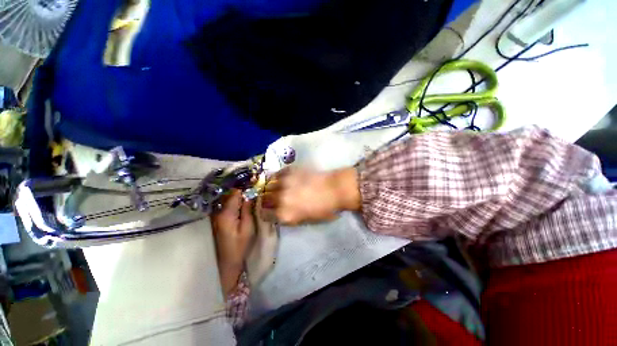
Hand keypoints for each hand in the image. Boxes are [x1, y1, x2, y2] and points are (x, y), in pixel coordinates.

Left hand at [211, 189, 254, 297]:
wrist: (226, 262)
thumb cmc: (239, 246)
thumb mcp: (248, 228)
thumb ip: (249, 209)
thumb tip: (251, 193)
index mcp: (226, 213)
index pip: (235, 192)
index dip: (246, 185)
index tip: (256, 179)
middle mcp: (218, 210)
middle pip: (230, 192)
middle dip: (242, 186)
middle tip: (255, 182)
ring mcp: (216, 213)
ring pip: (227, 196)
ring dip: (238, 191)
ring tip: (251, 187)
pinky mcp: (217, 217)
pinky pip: (226, 202)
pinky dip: (235, 198)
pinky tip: (243, 197)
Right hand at [261, 167, 360, 224]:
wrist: (335, 189)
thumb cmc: (325, 209)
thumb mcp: (306, 221)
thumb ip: (289, 217)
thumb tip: (279, 213)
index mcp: (285, 215)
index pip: (264, 215)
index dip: (266, 213)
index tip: (270, 210)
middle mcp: (280, 199)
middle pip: (264, 199)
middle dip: (267, 200)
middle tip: (273, 199)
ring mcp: (283, 183)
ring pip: (268, 185)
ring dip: (271, 188)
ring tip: (277, 188)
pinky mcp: (289, 171)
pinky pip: (277, 174)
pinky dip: (277, 177)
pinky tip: (283, 179)